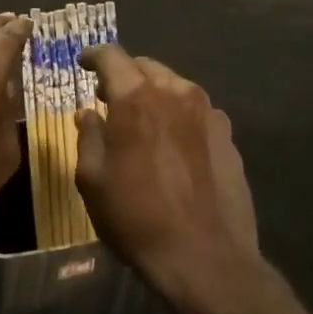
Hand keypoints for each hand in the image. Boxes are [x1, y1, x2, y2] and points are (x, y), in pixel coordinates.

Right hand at [75, 46, 259, 309]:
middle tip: (109, 96)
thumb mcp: (92, 180)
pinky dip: (178, 114)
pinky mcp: (228, 135)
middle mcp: (175, 92)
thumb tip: (89, 113)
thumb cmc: (136, 217)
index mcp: (136, 98)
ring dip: (154, 93)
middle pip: (145, 66)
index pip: (112, 55)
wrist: (205, 258)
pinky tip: (172, 142)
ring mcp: (208, 112)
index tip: (84, 63)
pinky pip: (196, 110)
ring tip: (142, 118)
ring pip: (174, 85)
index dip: (94, 55)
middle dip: (124, 74)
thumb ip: (88, 136)